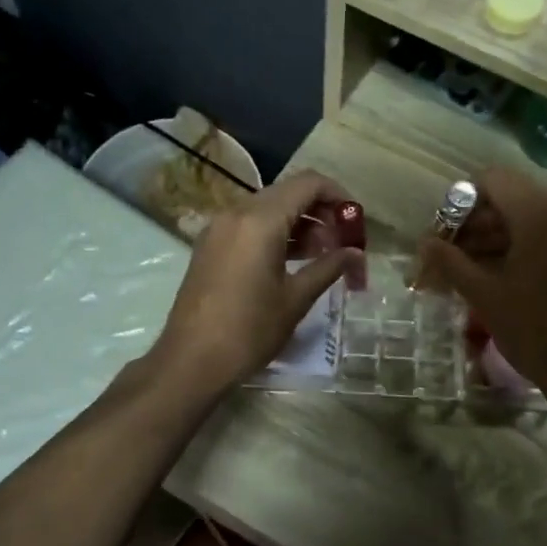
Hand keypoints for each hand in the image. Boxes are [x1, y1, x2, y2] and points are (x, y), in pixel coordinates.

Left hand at [149, 169, 361, 394]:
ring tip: (323, 256)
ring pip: (268, 209)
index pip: (308, 184)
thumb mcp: (296, 298)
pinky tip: (292, 262)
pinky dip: (276, 234)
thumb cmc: (249, 330)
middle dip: (320, 212)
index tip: (355, 221)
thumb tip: (355, 253)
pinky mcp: (210, 246)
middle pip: (288, 193)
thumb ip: (329, 267)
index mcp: (260, 221)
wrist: (191, 361)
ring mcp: (219, 228)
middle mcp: (237, 213)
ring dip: (299, 224)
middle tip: (342, 243)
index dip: (338, 195)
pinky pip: (250, 225)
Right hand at [416, 167, 546, 397]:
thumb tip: (424, 242)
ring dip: (492, 236)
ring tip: (465, 270)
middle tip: (448, 254)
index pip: (492, 179)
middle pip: (508, 198)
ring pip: (525, 218)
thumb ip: (450, 261)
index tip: (445, 232)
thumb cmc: (531, 329)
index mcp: (536, 216)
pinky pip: (543, 235)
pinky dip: (515, 247)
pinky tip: (494, 276)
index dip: (462, 200)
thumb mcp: (483, 295)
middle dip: (473, 222)